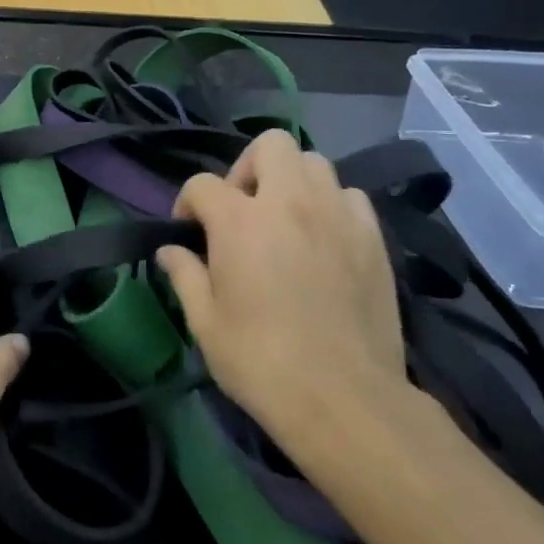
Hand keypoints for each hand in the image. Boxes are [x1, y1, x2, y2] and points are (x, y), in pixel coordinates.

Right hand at [156, 130, 408, 438]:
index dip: (188, 202)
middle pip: (269, 144)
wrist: (343, 398)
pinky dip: (331, 205)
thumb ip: (184, 275)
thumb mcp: (205, 323)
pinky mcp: (373, 237)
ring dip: (292, 181)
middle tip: (242, 210)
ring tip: (285, 221)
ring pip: (315, 162)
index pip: (203, 184)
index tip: (189, 231)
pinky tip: (324, 239)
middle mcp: (291, 202)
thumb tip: (170, 251)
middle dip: (247, 168)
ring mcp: (338, 215)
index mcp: (240, 220)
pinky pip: (350, 196)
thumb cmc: (261, 361)